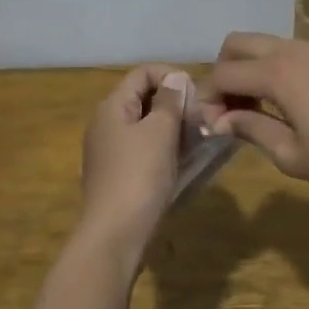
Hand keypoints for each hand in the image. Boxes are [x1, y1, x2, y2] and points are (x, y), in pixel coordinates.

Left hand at [78, 64, 194, 275]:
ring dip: (172, 127)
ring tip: (198, 139)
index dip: (171, 74)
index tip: (197, 94)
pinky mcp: (118, 175)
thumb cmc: (138, 176)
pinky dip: (164, 148)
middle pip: (143, 97)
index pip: (142, 73)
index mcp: (112, 107)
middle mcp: (106, 124)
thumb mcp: (160, 132)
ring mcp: (110, 151)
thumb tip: (175, 77)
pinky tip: (183, 161)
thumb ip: (169, 100)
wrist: (114, 235)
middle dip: (175, 102)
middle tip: (201, 118)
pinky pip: (144, 149)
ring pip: (146, 125)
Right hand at [203, 33, 308, 198]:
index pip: (223, 74)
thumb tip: (218, 121)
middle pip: (238, 43)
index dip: (207, 99)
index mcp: (277, 72)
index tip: (210, 127)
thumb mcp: (292, 155)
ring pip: (266, 44)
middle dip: (223, 72)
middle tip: (229, 110)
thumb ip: (251, 130)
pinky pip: (292, 52)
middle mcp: (293, 50)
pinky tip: (289, 104)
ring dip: (250, 68)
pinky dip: (276, 69)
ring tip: (257, 109)